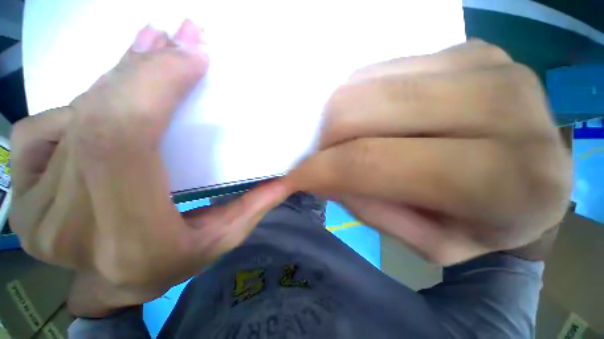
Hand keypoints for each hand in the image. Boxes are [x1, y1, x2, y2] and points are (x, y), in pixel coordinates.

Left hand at [10, 20, 289, 313]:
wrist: (114, 287)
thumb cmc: (174, 265)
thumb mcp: (224, 238)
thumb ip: (254, 204)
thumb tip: (285, 174)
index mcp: (130, 238)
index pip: (124, 140)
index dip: (153, 86)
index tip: (190, 56)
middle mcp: (70, 223)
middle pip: (97, 120)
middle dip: (142, 69)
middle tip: (177, 39)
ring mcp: (34, 208)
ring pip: (69, 119)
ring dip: (116, 79)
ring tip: (149, 51)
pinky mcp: (22, 193)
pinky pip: (40, 129)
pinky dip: (75, 106)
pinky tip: (102, 100)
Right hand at [287, 40, 571, 264]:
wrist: (539, 182)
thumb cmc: (491, 226)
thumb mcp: (431, 242)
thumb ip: (373, 210)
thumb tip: (324, 176)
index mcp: (505, 178)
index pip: (372, 163)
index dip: (319, 171)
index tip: (292, 179)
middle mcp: (501, 106)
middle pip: (360, 111)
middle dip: (325, 140)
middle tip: (324, 159)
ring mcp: (485, 63)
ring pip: (363, 83)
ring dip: (340, 120)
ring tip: (352, 142)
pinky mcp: (469, 48)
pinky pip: (381, 69)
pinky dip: (362, 99)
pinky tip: (376, 120)